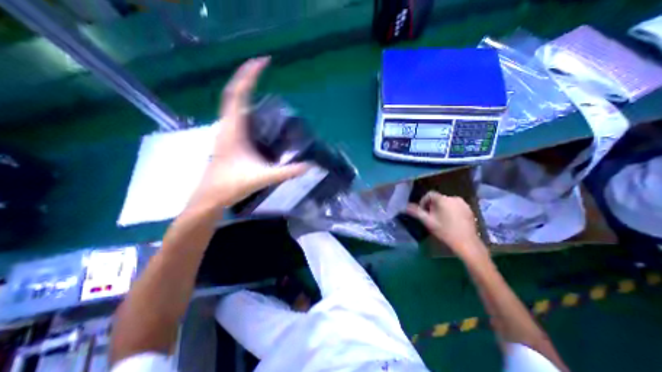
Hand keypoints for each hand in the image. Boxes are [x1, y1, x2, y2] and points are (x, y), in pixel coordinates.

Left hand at [188, 56, 308, 210]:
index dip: (249, 75)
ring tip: (262, 84)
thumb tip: (310, 166)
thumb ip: (287, 172)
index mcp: (233, 129)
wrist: (210, 197)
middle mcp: (227, 126)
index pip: (238, 94)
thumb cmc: (231, 185)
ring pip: (233, 104)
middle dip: (247, 77)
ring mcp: (226, 132)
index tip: (263, 61)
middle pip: (234, 93)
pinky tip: (258, 113)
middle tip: (264, 67)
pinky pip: (236, 116)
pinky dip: (246, 106)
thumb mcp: (263, 177)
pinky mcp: (229, 139)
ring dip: (245, 90)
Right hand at [404, 193, 483, 260]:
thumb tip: (405, 207)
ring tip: (440, 220)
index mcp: (443, 199)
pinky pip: (455, 206)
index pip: (429, 194)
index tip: (422, 212)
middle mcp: (454, 198)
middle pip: (438, 198)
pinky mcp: (469, 210)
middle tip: (430, 217)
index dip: (423, 202)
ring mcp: (463, 203)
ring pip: (447, 202)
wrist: (467, 243)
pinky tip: (450, 222)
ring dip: (441, 208)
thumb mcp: (428, 222)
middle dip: (432, 206)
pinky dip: (450, 211)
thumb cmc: (445, 231)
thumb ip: (416, 212)